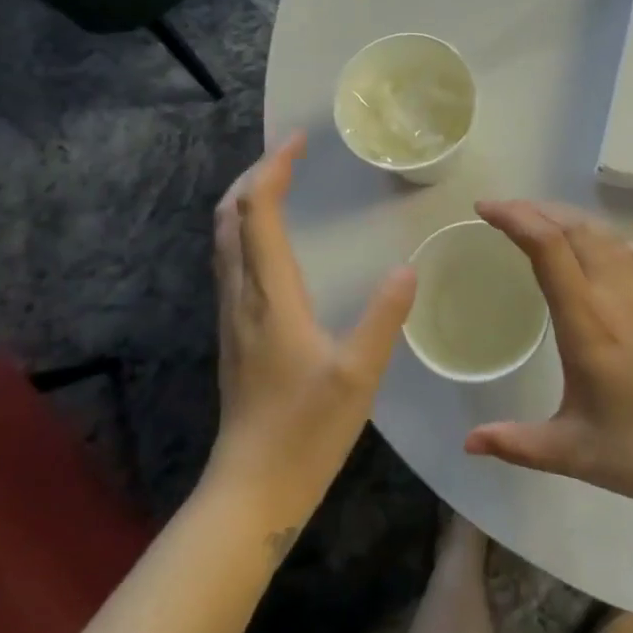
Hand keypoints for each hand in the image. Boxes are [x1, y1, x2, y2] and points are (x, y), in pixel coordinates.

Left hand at [208, 133, 416, 543]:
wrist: (252, 491)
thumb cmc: (305, 432)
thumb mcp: (358, 375)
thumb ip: (383, 317)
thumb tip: (407, 267)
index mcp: (269, 298)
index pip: (257, 215)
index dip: (272, 170)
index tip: (298, 141)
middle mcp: (242, 298)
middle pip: (229, 218)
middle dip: (254, 175)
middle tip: (290, 153)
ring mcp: (234, 317)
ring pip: (225, 240)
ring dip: (246, 201)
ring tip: (280, 181)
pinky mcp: (237, 334)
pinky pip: (232, 262)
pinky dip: (247, 230)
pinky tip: (273, 241)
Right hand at [463, 201, 632, 519]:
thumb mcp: (572, 452)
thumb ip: (516, 443)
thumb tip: (469, 442)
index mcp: (589, 321)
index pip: (549, 247)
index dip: (515, 218)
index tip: (485, 209)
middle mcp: (619, 294)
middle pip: (576, 228)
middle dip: (536, 210)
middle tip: (503, 214)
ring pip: (607, 234)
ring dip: (570, 219)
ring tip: (542, 224)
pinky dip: (611, 241)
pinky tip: (603, 254)